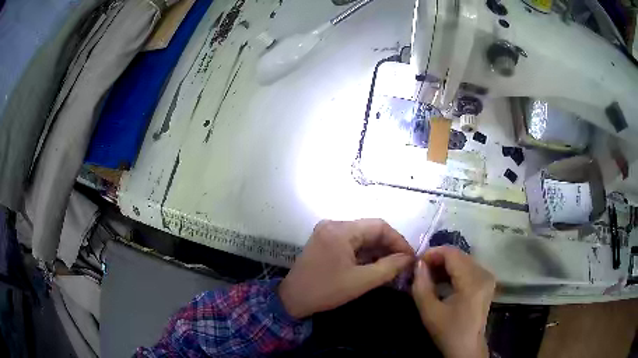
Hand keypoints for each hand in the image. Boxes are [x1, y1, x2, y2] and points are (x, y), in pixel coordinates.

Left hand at [279, 219, 413, 318]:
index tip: (410, 257)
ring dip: (378, 250)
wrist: (292, 300)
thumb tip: (409, 258)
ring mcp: (328, 232)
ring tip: (393, 266)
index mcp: (341, 230)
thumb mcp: (361, 281)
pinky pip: (351, 243)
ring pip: (362, 237)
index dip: (398, 240)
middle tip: (403, 263)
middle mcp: (334, 225)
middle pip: (370, 230)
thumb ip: (388, 268)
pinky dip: (365, 253)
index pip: (379, 226)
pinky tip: (376, 265)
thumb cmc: (325, 291)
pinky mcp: (325, 242)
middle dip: (389, 246)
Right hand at [412, 246, 494, 357]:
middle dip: (438, 259)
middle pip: (458, 255)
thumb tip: (418, 263)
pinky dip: (454, 271)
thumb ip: (421, 285)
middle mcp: (484, 273)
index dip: (432, 253)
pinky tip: (442, 281)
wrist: (467, 347)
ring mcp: (487, 276)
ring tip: (429, 277)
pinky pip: (468, 267)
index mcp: (472, 281)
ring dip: (445, 265)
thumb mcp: (429, 312)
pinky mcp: (486, 281)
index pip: (452, 254)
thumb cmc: (448, 332)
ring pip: (463, 260)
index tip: (416, 263)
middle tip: (420, 271)